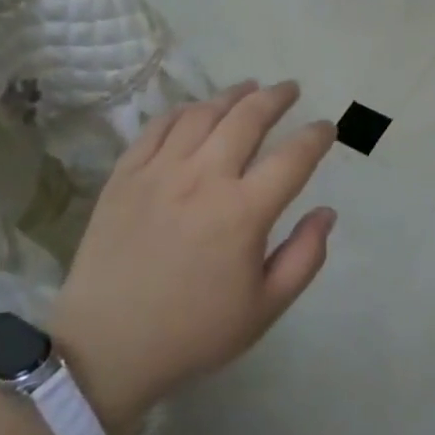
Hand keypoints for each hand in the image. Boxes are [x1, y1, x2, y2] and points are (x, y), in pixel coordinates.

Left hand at [54, 80, 336, 434]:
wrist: (107, 346)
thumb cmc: (193, 332)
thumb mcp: (264, 308)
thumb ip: (304, 257)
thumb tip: (327, 212)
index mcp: (244, 212)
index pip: (293, 157)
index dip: (316, 137)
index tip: (326, 127)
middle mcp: (204, 178)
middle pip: (247, 118)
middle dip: (276, 97)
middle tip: (290, 89)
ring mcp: (160, 171)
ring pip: (202, 114)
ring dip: (231, 95)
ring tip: (248, 88)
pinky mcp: (125, 175)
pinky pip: (158, 127)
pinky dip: (183, 111)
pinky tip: (195, 109)